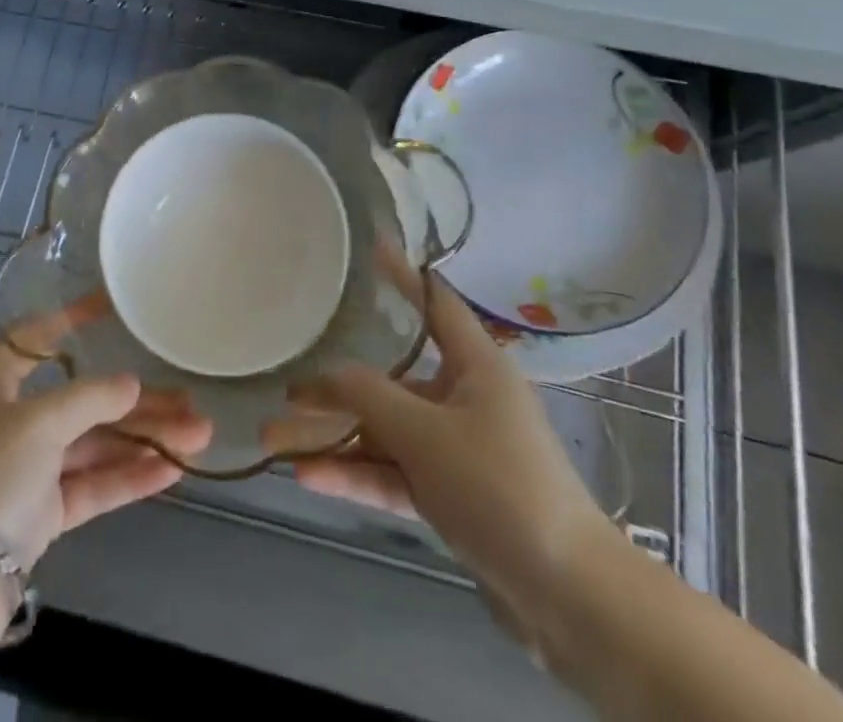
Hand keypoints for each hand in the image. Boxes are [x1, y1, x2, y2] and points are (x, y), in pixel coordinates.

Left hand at [0, 339, 212, 571]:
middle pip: (81, 400)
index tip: (113, 306)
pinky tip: (171, 470)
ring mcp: (26, 468)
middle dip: (136, 402)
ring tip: (198, 435)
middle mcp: (9, 419)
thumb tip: (132, 384)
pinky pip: (90, 484)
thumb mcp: (39, 422)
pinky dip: (128, 476)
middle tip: (189, 398)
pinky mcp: (40, 512)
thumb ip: (91, 397)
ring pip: (93, 444)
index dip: (74, 319)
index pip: (36, 337)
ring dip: (143, 440)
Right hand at [292, 275, 616, 630]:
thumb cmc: (499, 486)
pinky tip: (307, 477)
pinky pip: (395, 472)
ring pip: (385, 432)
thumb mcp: (426, 434)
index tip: (371, 245)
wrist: (567, 597)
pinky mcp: (451, 494)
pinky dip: (355, 473)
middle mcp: (464, 397)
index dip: (403, 274)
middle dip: (336, 387)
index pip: (434, 302)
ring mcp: (457, 449)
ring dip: (334, 438)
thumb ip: (369, 397)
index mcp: (475, 364)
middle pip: (391, 379)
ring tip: (275, 441)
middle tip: (286, 386)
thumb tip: (325, 376)